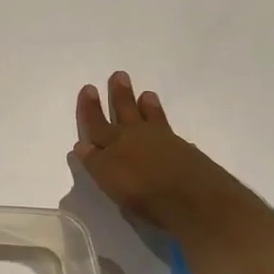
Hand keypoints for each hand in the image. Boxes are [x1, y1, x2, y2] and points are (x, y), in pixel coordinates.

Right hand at [72, 72, 245, 228]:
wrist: (192, 198)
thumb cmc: (141, 192)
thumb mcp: (107, 179)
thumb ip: (94, 162)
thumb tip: (82, 145)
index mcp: (113, 144)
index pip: (96, 123)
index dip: (90, 108)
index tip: (89, 88)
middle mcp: (137, 137)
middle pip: (125, 112)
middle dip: (120, 95)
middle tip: (120, 75)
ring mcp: (164, 142)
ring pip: (152, 119)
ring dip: (147, 107)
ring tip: (147, 94)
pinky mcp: (187, 153)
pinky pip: (172, 135)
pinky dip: (168, 130)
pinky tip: (170, 133)